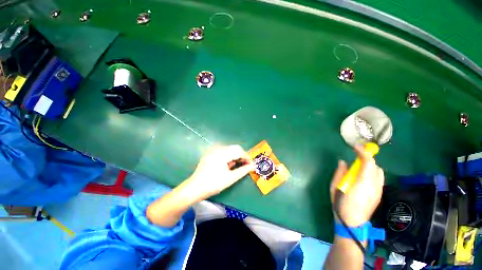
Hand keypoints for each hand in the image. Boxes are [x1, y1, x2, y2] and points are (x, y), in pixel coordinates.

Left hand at [185, 145, 254, 200]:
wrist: (195, 188)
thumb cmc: (214, 184)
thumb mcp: (231, 178)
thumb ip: (243, 170)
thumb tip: (252, 166)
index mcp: (223, 153)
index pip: (239, 151)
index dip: (247, 157)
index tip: (251, 164)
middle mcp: (218, 149)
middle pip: (234, 148)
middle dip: (242, 156)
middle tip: (246, 165)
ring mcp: (213, 150)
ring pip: (229, 149)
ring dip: (235, 156)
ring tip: (237, 166)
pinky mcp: (210, 153)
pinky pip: (223, 151)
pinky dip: (229, 156)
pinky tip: (228, 164)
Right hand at [330, 145, 383, 226]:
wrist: (352, 223)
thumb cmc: (340, 204)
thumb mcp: (334, 187)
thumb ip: (340, 173)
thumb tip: (343, 162)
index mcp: (361, 183)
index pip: (368, 162)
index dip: (362, 152)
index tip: (354, 147)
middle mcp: (373, 185)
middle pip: (375, 166)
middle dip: (366, 158)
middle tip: (355, 158)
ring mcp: (378, 190)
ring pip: (379, 172)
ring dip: (369, 166)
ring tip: (358, 168)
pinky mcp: (379, 194)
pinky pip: (378, 178)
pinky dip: (371, 173)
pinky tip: (362, 177)